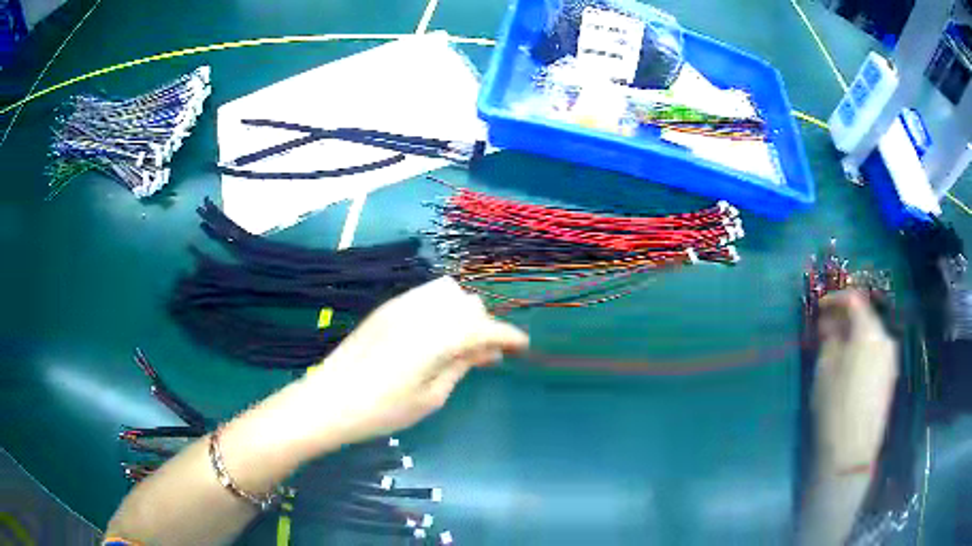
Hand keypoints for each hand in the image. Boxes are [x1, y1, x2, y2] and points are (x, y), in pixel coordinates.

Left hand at [290, 276, 527, 451]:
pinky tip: (435, 335)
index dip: (509, 336)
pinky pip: (425, 296)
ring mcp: (401, 305)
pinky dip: (441, 310)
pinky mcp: (386, 308)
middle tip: (485, 357)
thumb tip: (487, 351)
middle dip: (484, 326)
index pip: (485, 328)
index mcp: (437, 337)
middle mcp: (422, 311)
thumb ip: (461, 366)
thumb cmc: (383, 409)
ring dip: (462, 314)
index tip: (522, 347)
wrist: (330, 400)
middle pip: (469, 304)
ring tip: (460, 344)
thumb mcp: (431, 397)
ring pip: (448, 293)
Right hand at [812, 290, 897, 470]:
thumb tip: (830, 323)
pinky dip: (863, 349)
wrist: (852, 451)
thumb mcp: (825, 370)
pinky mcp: (890, 376)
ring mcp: (890, 358)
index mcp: (869, 331)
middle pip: (866, 316)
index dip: (836, 298)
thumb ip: (829, 339)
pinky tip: (850, 364)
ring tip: (837, 347)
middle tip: (827, 327)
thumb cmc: (835, 407)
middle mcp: (885, 338)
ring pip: (872, 334)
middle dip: (846, 317)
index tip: (820, 306)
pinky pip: (876, 351)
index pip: (854, 300)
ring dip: (855, 334)